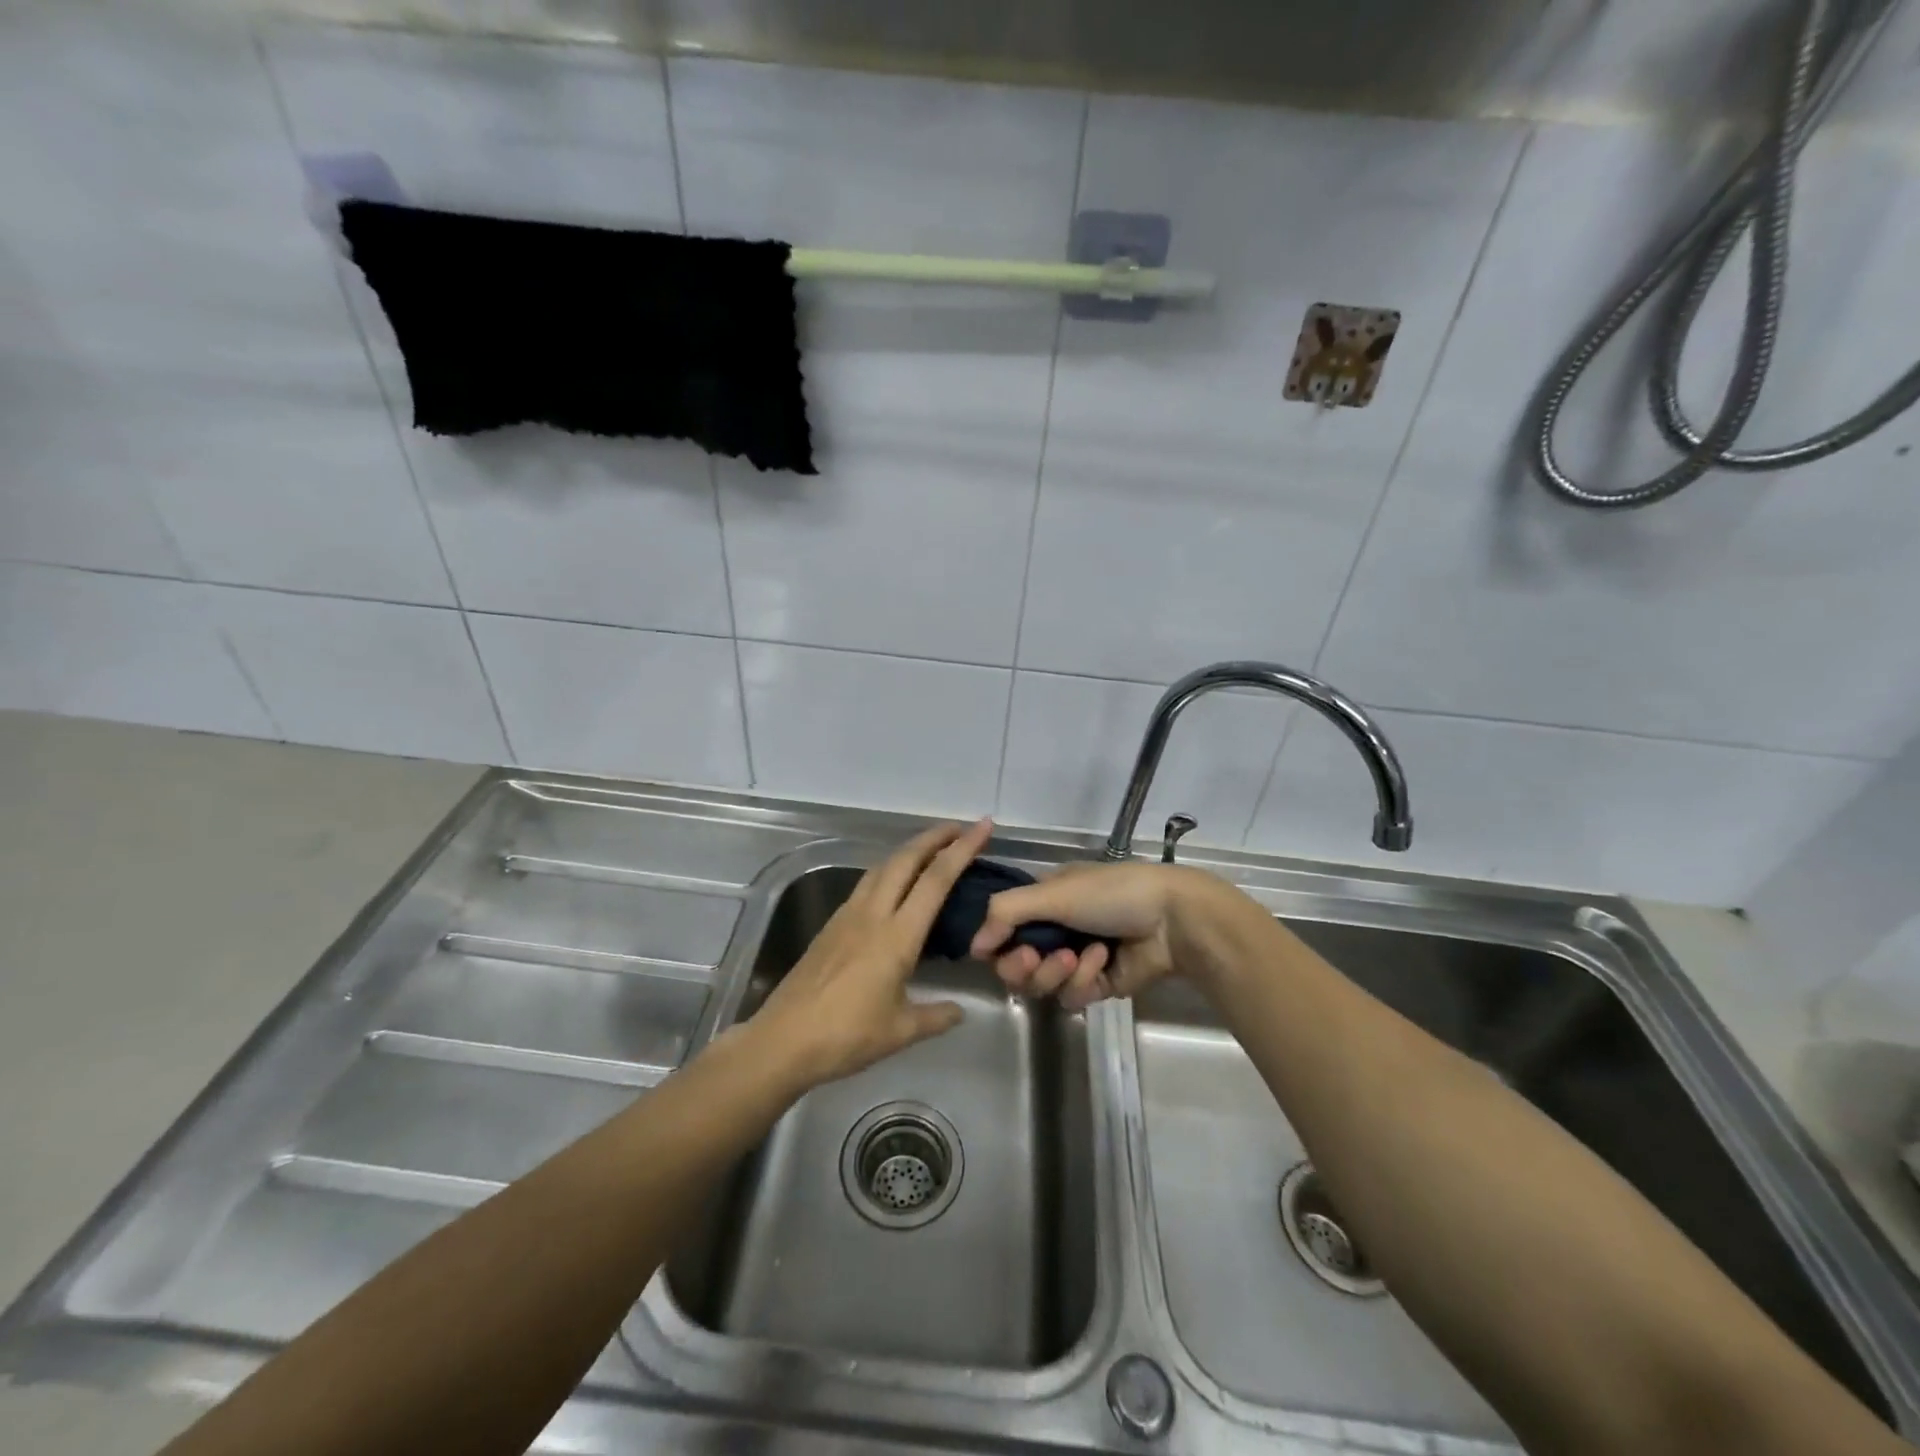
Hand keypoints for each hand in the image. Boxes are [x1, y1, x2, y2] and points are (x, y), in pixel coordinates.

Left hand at [742, 819, 991, 1091]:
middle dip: (934, 837)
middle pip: (906, 859)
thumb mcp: (901, 1032)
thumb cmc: (846, 1036)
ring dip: (909, 850)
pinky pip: (866, 883)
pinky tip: (894, 882)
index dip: (962, 849)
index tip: (981, 827)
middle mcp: (873, 914)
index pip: (936, 880)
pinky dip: (888, 870)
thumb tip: (961, 1011)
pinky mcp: (832, 924)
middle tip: (959, 828)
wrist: (784, 1039)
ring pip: (882, 866)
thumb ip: (936, 1016)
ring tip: (931, 848)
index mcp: (897, 936)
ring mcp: (849, 915)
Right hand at [970, 861, 1214, 1011]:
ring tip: (1080, 955)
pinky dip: (1084, 981)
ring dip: (1057, 971)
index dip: (997, 945)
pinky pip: (1072, 997)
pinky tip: (1103, 961)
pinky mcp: (1098, 985)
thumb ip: (1006, 913)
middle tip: (1037, 956)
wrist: (1172, 920)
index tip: (1001, 949)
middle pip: (1016, 965)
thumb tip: (974, 946)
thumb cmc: (1111, 894)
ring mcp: (1077, 959)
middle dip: (1024, 965)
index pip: (1002, 930)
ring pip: (1042, 985)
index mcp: (1044, 900)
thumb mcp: (1054, 892)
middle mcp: (1055, 929)